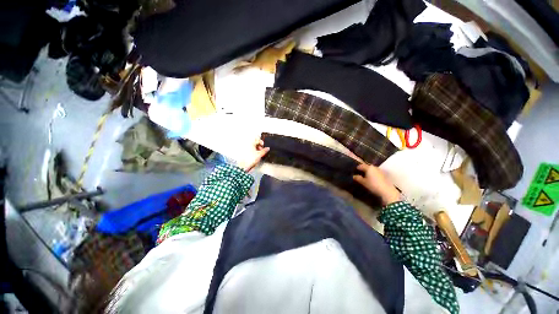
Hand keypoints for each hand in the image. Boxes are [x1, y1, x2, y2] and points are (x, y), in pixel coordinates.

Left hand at [238, 139, 269, 171]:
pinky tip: (256, 155)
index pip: (257, 139)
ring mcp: (246, 148)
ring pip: (253, 146)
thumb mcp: (259, 154)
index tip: (263, 146)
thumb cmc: (251, 159)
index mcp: (251, 143)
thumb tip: (267, 148)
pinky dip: (254, 151)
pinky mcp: (245, 152)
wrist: (244, 166)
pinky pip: (251, 149)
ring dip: (257, 148)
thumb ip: (264, 150)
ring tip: (259, 153)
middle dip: (259, 146)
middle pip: (255, 142)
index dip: (261, 142)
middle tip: (262, 150)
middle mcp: (248, 145)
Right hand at [353, 163, 400, 205]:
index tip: (354, 171)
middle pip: (367, 167)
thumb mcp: (364, 182)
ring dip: (369, 172)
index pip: (361, 165)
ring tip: (365, 176)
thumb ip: (358, 178)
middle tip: (359, 173)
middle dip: (363, 169)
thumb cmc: (373, 185)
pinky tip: (372, 179)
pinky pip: (376, 172)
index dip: (357, 168)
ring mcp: (380, 170)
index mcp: (369, 168)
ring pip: (372, 169)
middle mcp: (375, 167)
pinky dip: (373, 174)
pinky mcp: (384, 175)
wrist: (387, 191)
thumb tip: (353, 176)